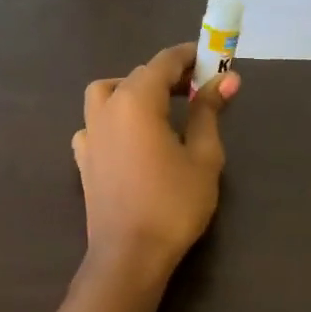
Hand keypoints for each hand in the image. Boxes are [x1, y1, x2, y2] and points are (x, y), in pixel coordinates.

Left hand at [72, 42, 239, 276]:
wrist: (129, 255)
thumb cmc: (173, 204)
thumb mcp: (203, 157)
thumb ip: (209, 112)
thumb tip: (228, 79)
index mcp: (135, 101)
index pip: (163, 62)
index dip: (190, 56)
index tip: (213, 58)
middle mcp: (106, 109)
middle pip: (137, 76)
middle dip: (168, 76)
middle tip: (198, 89)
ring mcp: (89, 134)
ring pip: (107, 94)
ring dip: (132, 90)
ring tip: (159, 108)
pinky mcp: (83, 159)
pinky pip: (94, 124)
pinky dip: (112, 119)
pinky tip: (129, 138)